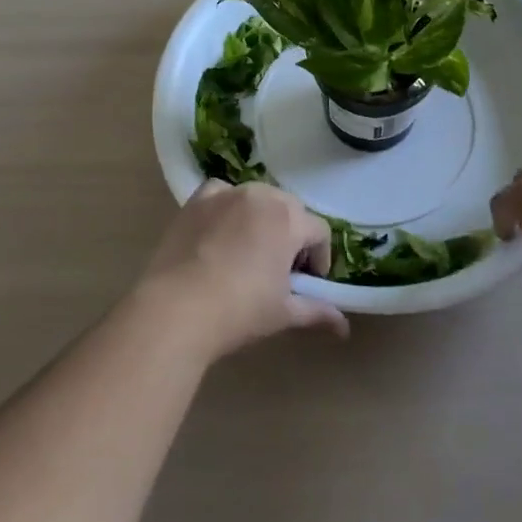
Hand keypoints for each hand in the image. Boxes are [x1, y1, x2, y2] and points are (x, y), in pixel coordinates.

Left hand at [136, 180, 349, 361]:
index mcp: (289, 220)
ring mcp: (227, 193)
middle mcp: (262, 196)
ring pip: (258, 198)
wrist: (177, 308)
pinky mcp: (197, 199)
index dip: (319, 258)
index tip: (308, 283)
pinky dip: (228, 205)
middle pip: (290, 209)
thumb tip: (344, 328)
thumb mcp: (283, 313)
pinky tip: (221, 230)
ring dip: (263, 218)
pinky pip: (222, 193)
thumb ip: (317, 312)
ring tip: (250, 251)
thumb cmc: (240, 311)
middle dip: (293, 235)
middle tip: (281, 269)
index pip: (319, 231)